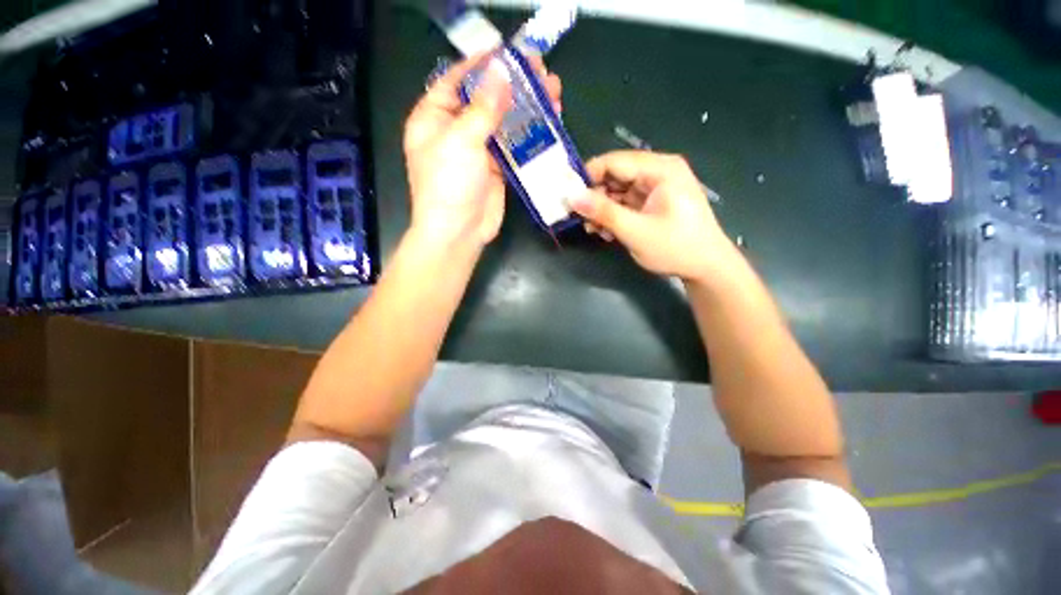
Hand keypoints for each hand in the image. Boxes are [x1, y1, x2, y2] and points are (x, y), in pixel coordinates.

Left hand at [403, 53, 562, 248]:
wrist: (459, 233)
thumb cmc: (449, 185)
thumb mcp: (461, 141)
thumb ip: (483, 107)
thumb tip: (501, 71)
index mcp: (434, 118)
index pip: (456, 80)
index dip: (481, 64)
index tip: (508, 52)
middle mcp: (455, 131)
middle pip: (485, 99)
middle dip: (512, 85)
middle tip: (540, 70)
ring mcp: (478, 151)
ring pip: (504, 122)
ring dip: (526, 109)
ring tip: (553, 92)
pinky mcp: (496, 169)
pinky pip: (514, 146)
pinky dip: (529, 136)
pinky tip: (548, 123)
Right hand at [569, 151, 739, 284]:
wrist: (706, 268)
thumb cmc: (675, 248)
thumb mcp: (635, 231)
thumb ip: (603, 212)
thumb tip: (572, 198)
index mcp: (660, 169)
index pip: (614, 162)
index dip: (587, 177)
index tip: (568, 196)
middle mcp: (658, 172)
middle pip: (615, 176)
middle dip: (595, 197)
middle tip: (579, 218)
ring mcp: (656, 187)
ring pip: (617, 191)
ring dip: (602, 209)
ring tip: (593, 229)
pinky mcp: (653, 202)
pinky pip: (625, 202)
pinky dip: (613, 215)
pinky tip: (606, 231)